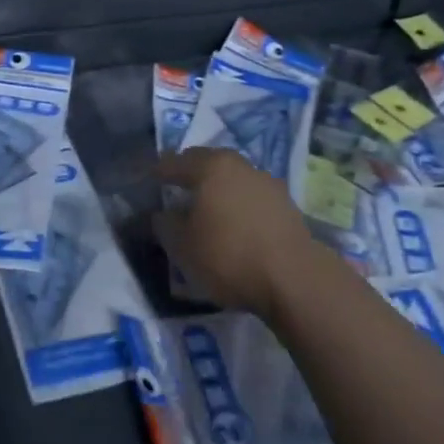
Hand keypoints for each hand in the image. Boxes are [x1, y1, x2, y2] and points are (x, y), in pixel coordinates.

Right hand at [155, 148, 318, 321]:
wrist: (295, 280)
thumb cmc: (229, 256)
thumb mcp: (182, 246)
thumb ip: (166, 225)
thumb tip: (162, 214)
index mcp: (210, 166)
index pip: (175, 162)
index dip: (158, 172)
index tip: (148, 180)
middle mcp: (239, 165)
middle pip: (207, 163)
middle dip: (190, 173)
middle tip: (176, 188)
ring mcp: (267, 183)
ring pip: (232, 179)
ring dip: (217, 189)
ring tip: (207, 209)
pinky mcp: (286, 206)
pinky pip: (251, 197)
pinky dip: (238, 205)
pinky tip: (234, 224)